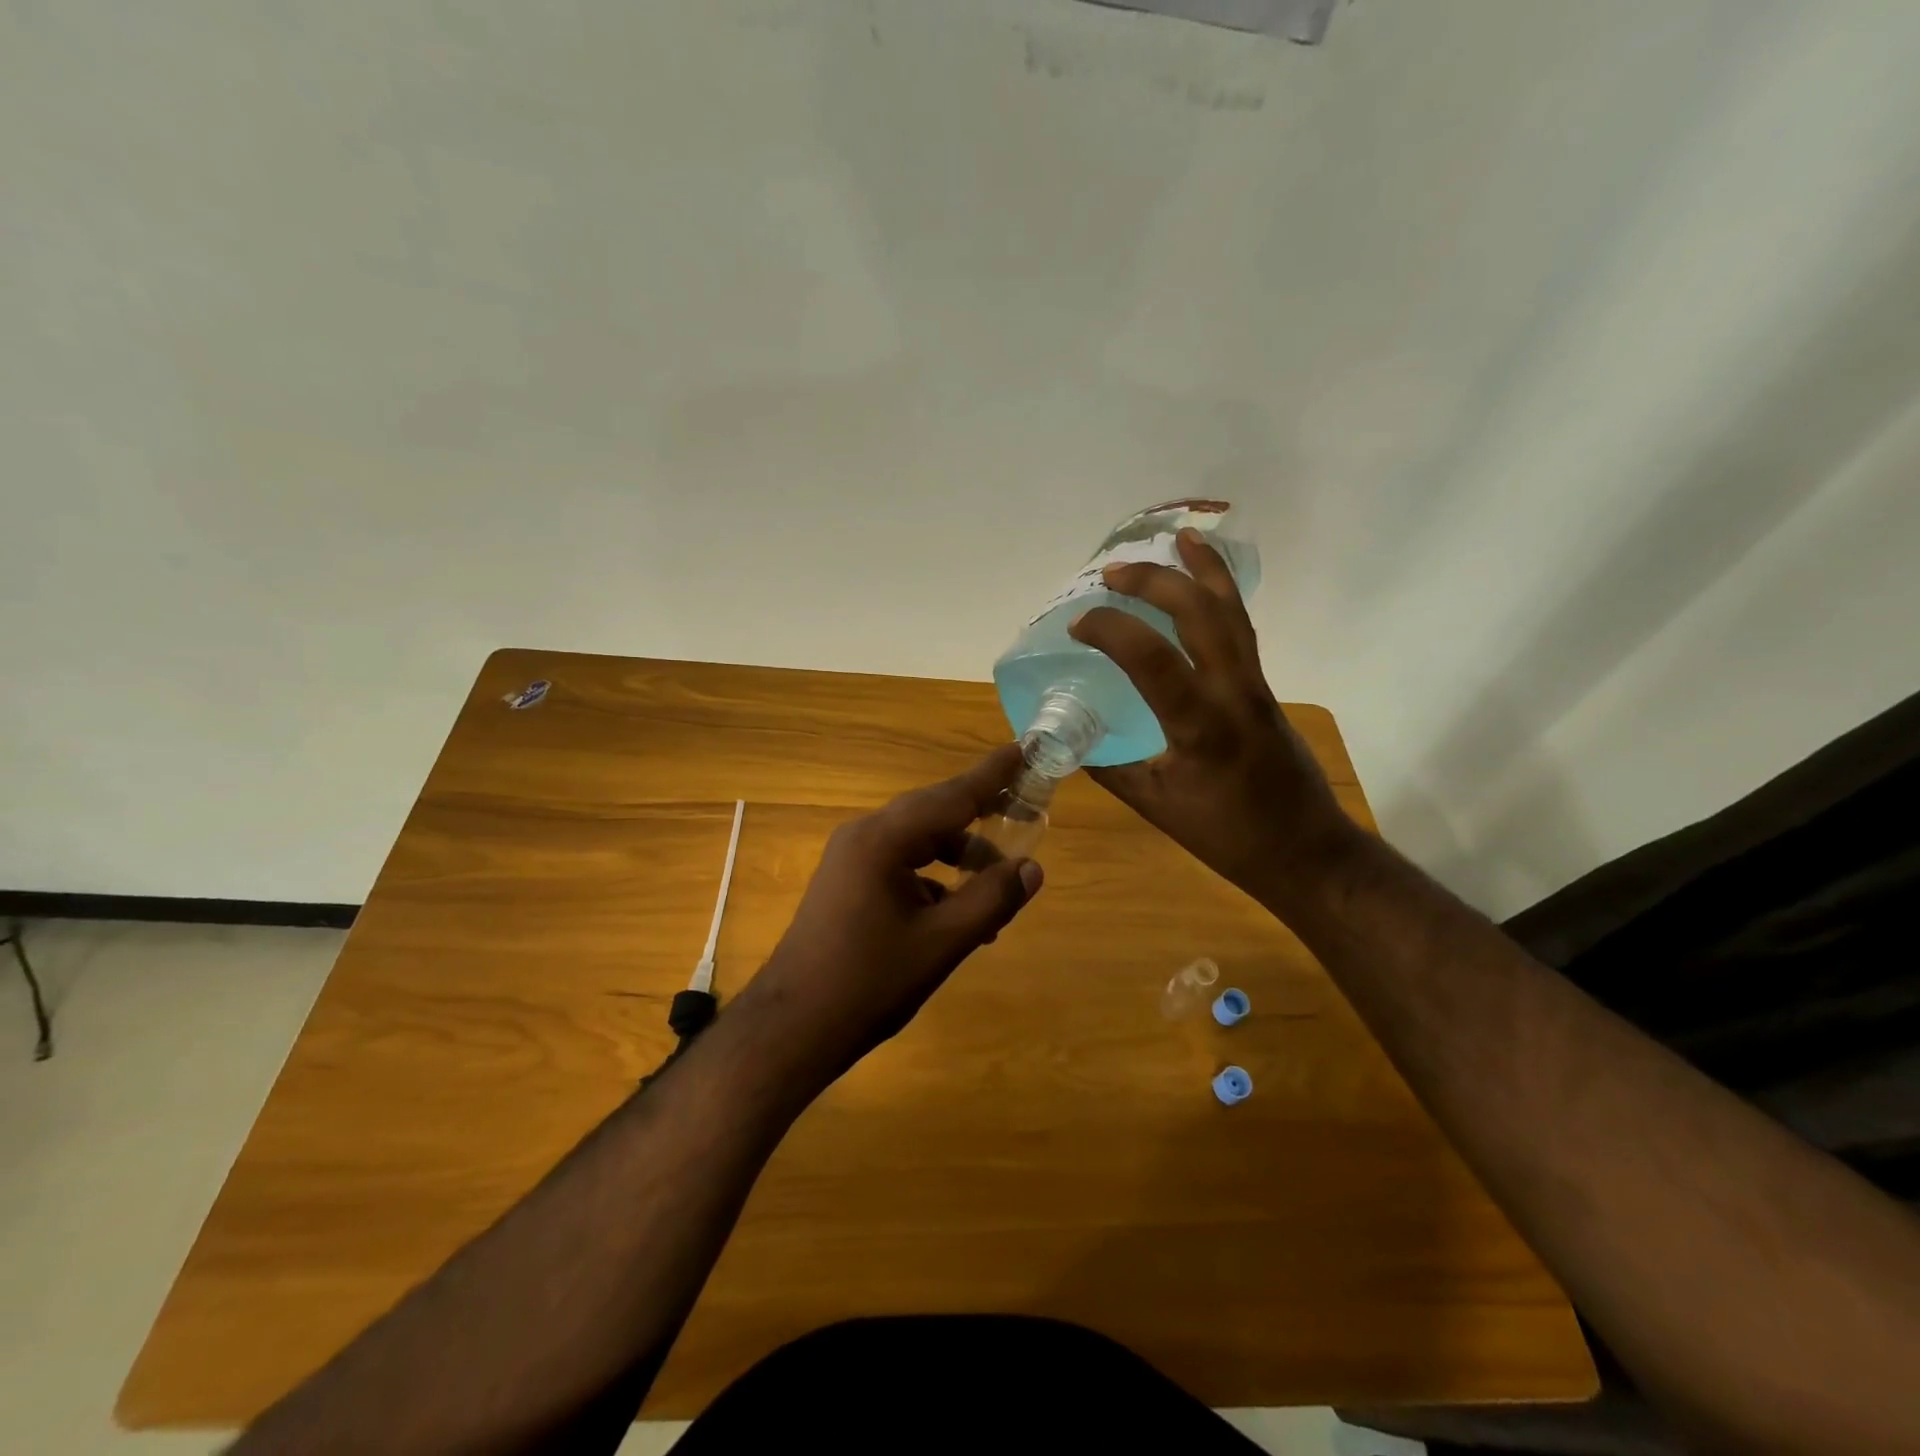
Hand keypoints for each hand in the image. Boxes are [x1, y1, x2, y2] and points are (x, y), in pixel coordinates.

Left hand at [732, 745, 1044, 1085]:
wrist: (792, 1028)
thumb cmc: (869, 983)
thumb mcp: (942, 942)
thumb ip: (991, 900)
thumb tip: (1032, 868)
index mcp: (884, 839)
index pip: (952, 795)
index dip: (993, 775)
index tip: (1024, 749)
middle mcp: (864, 836)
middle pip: (935, 814)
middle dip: (981, 816)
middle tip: (1025, 812)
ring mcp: (851, 859)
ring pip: (919, 842)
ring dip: (959, 858)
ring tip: (997, 888)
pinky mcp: (848, 882)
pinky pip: (901, 866)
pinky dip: (934, 880)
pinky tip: (958, 916)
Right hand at [1067, 528, 1356, 903]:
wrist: (1305, 850)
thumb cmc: (1228, 836)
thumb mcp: (1157, 806)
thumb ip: (1110, 769)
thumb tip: (1065, 743)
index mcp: (1201, 725)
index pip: (1152, 659)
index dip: (1110, 630)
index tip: (1077, 626)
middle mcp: (1234, 692)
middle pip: (1200, 613)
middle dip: (1154, 582)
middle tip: (1112, 572)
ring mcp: (1255, 685)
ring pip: (1232, 612)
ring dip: (1204, 570)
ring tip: (1181, 538)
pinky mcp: (1264, 689)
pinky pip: (1242, 629)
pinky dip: (1222, 597)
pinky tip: (1207, 586)